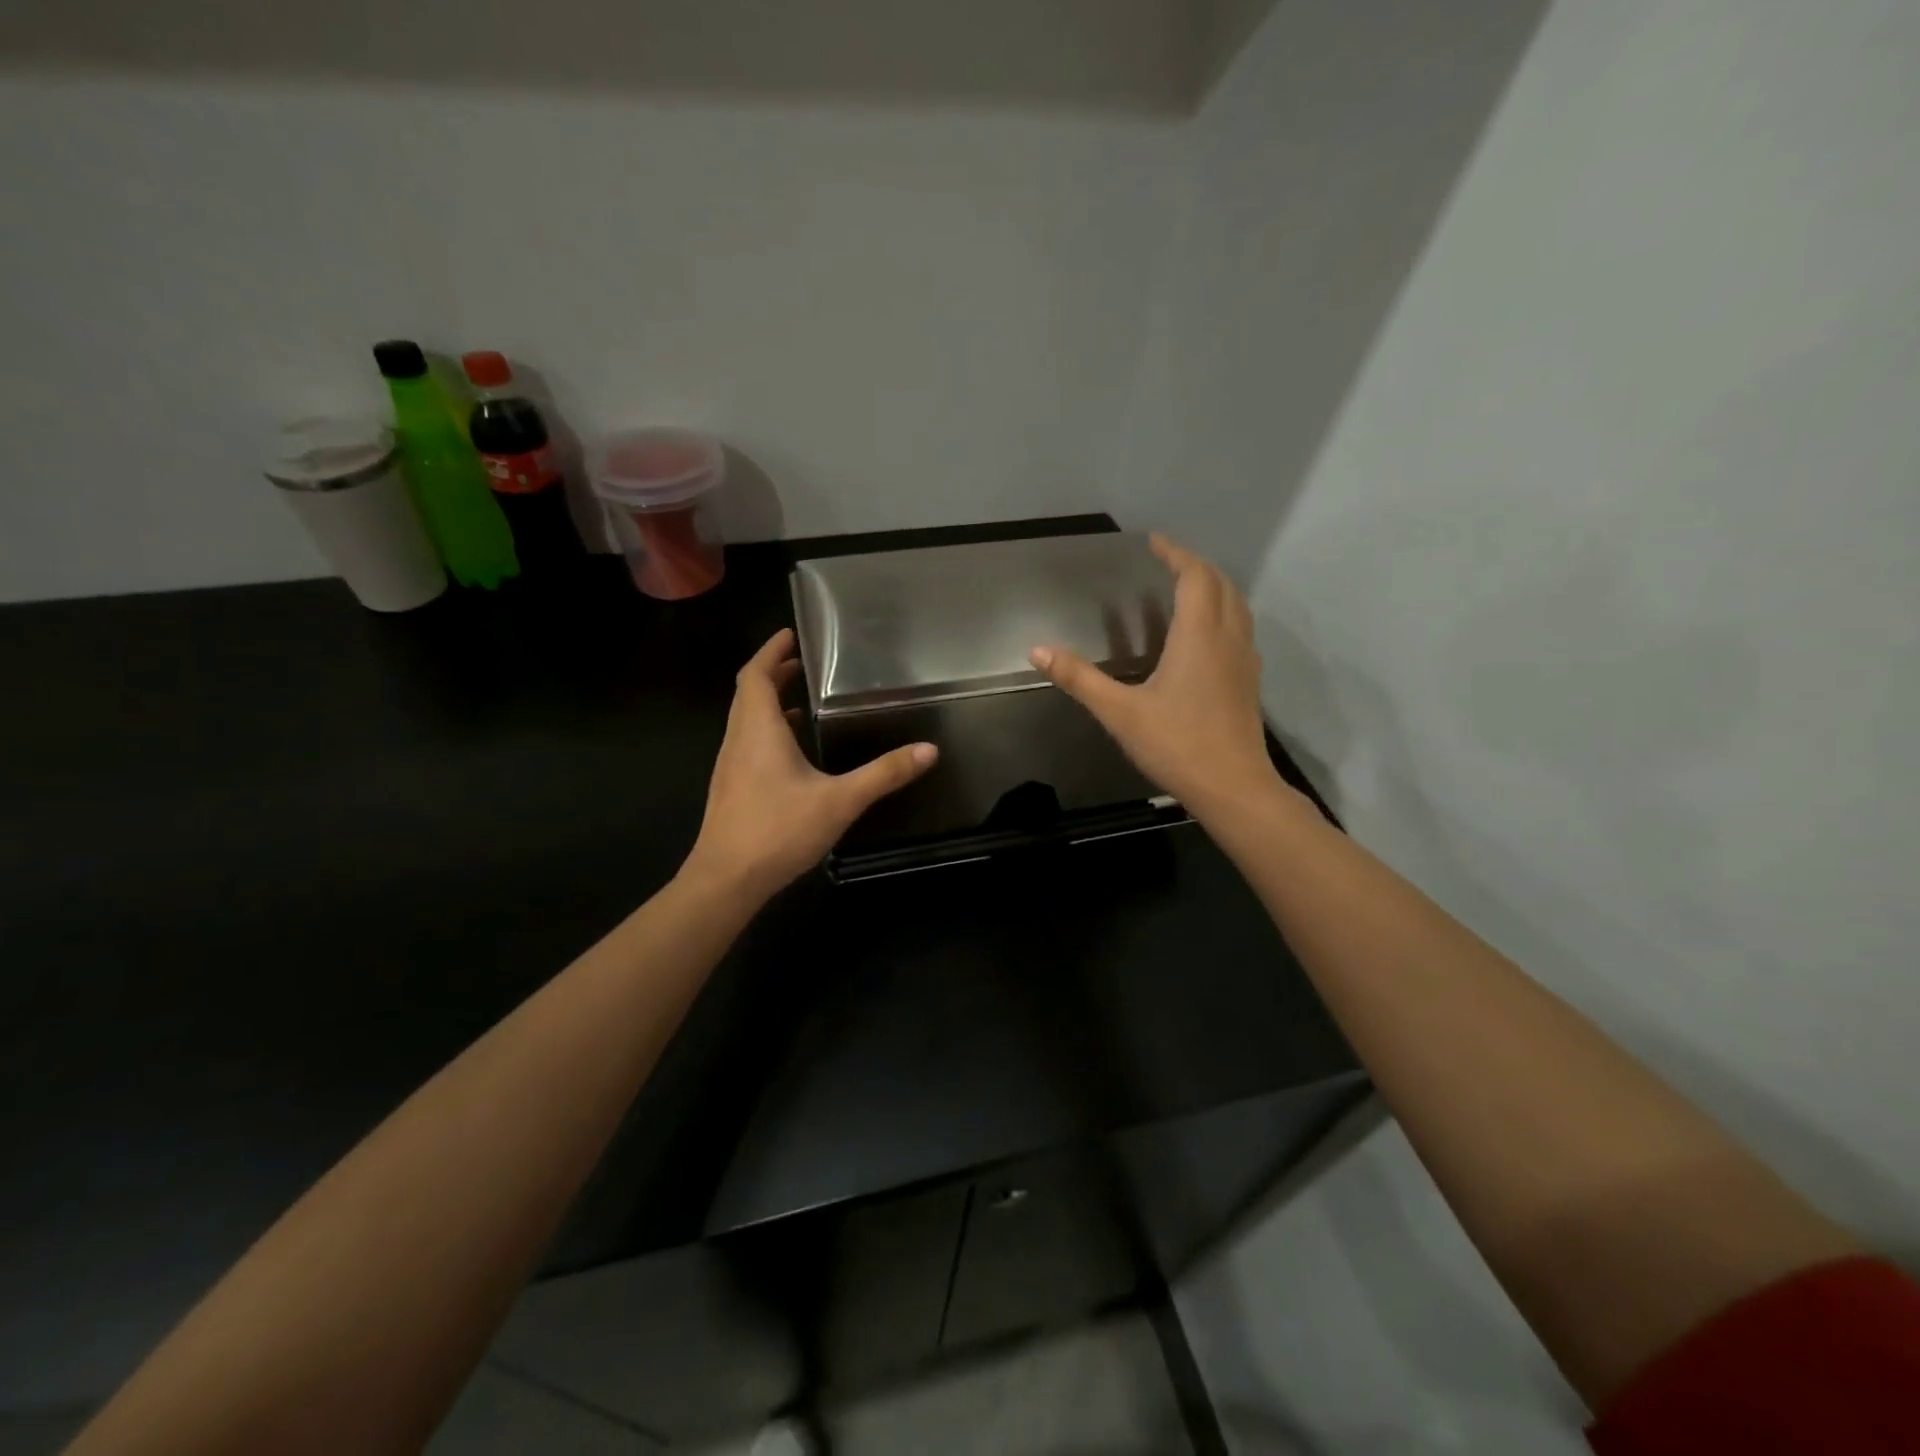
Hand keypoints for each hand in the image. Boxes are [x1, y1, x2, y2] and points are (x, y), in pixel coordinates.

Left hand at [684, 629, 936, 900]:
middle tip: (805, 663)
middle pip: (749, 693)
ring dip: (769, 702)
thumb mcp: (840, 800)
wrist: (726, 881)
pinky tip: (794, 751)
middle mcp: (738, 740)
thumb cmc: (778, 830)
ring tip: (803, 700)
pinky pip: (748, 743)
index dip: (771, 651)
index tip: (791, 634)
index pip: (756, 675)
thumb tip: (929, 750)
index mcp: (758, 730)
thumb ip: (884, 774)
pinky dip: (768, 731)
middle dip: (774, 672)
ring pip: (746, 720)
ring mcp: (730, 766)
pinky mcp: (731, 788)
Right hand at [1030, 534, 1276, 819]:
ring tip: (1187, 588)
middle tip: (1167, 561)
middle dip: (1195, 566)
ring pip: (1237, 606)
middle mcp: (1228, 639)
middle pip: (1221, 584)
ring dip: (1214, 587)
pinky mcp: (1249, 682)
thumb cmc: (1177, 745)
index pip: (1194, 576)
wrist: (1234, 788)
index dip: (1175, 554)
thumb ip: (1079, 679)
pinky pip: (1240, 629)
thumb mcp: (1120, 712)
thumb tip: (1038, 650)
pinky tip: (1204, 636)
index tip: (1154, 542)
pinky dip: (1223, 613)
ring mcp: (1244, 661)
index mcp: (1199, 636)